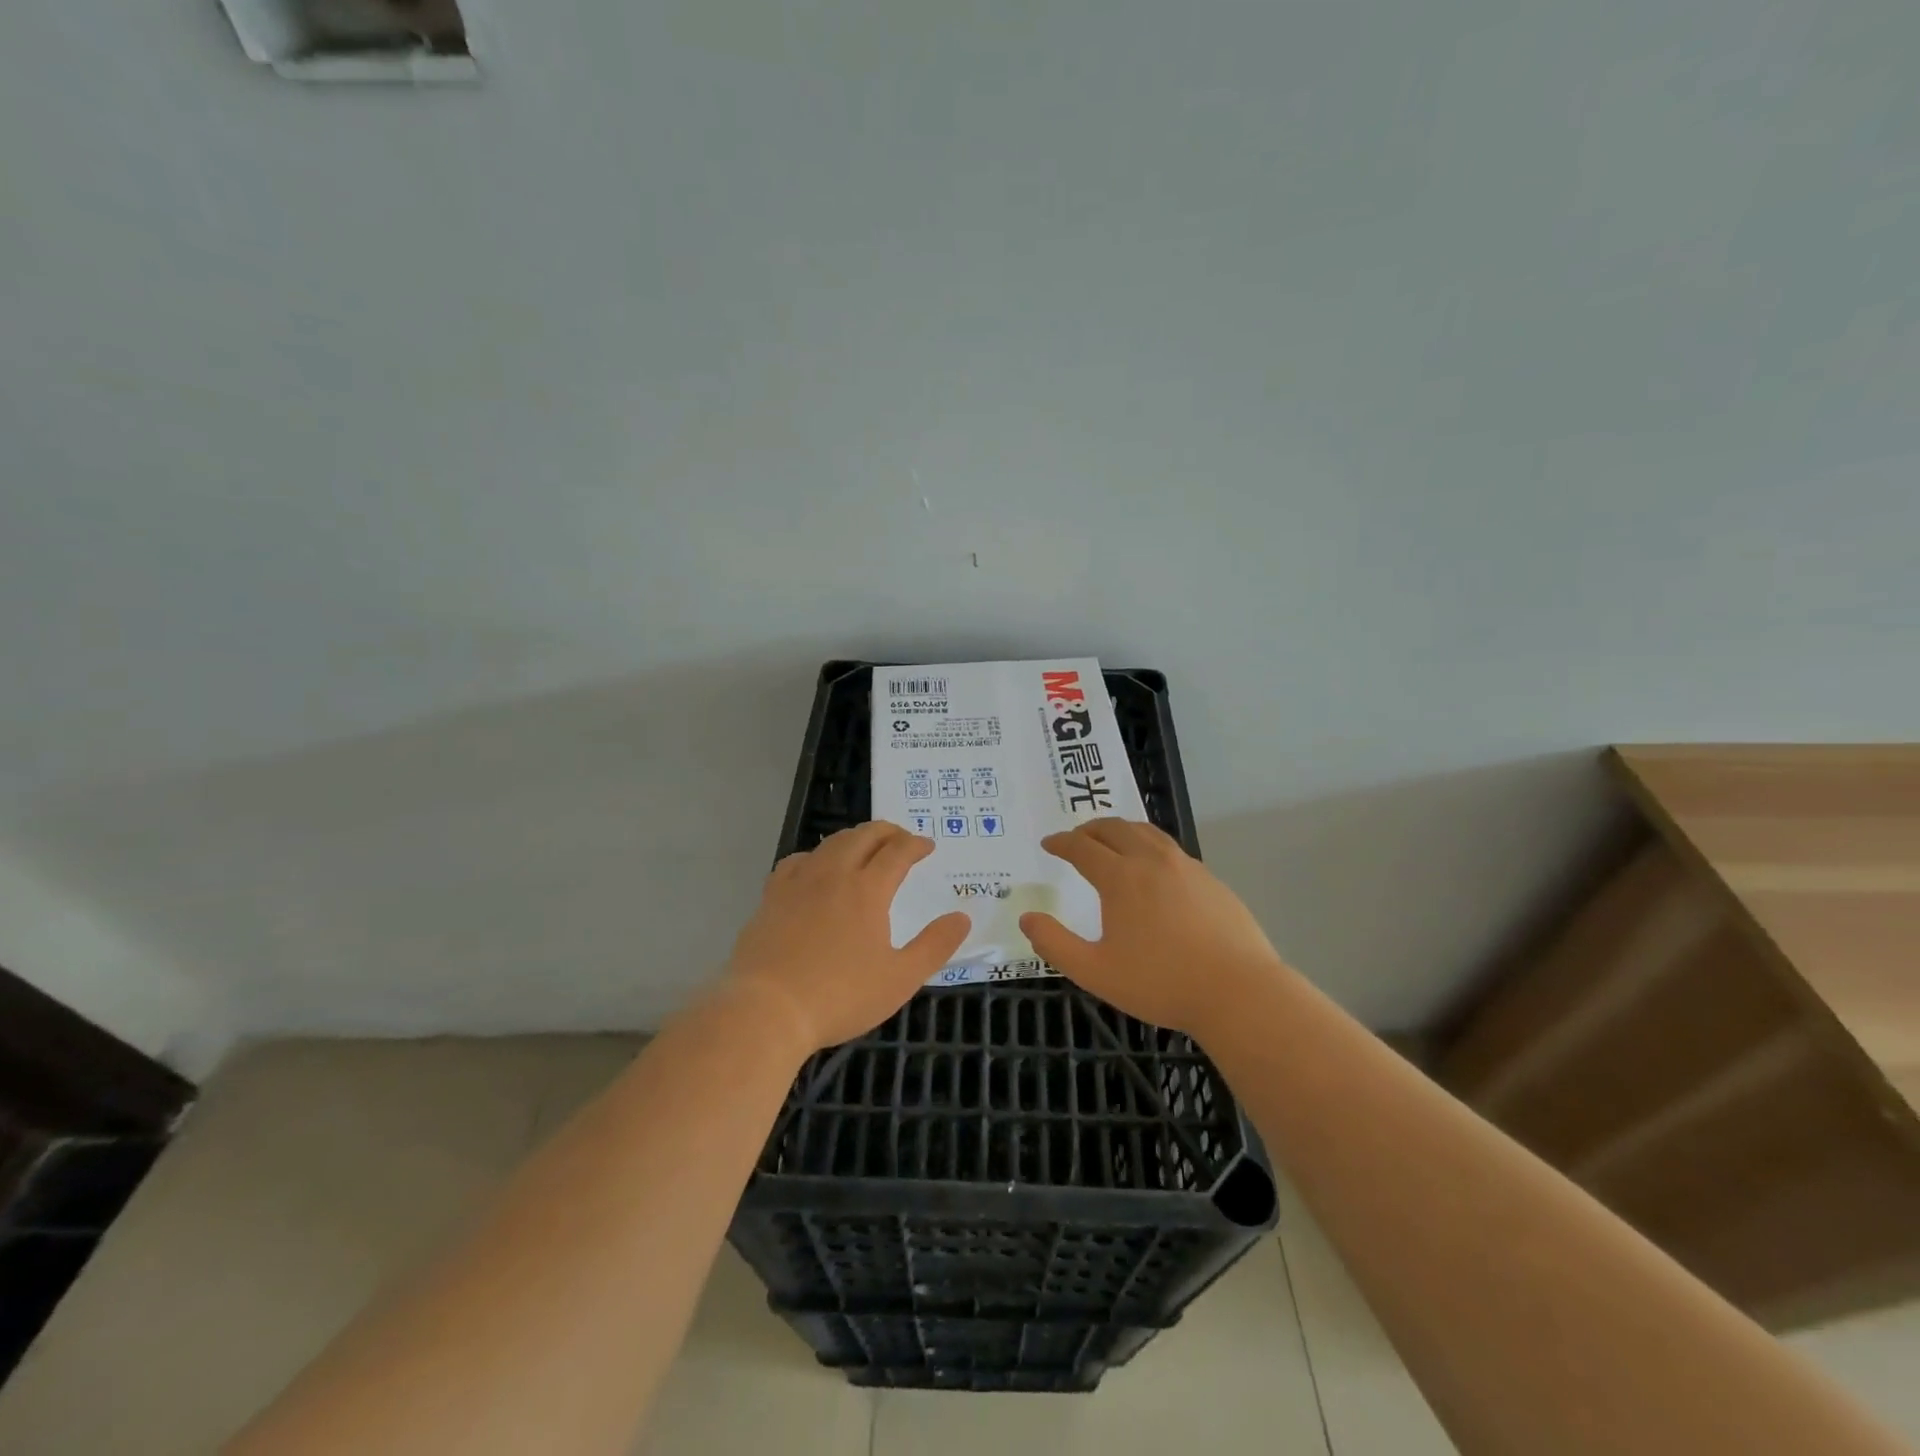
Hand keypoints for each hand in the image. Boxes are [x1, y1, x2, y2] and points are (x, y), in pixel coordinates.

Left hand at [724, 821, 970, 1054]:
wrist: (767, 1009)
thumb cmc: (840, 996)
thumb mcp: (900, 979)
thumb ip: (935, 945)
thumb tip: (962, 917)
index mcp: (867, 889)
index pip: (898, 852)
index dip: (916, 844)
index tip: (928, 846)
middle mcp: (833, 874)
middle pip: (863, 837)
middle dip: (887, 831)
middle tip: (901, 838)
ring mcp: (798, 882)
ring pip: (830, 844)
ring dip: (854, 838)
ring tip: (864, 847)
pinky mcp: (771, 897)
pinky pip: (796, 861)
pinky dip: (815, 856)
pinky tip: (815, 869)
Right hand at [1019, 818, 1283, 1036]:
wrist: (1238, 992)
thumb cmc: (1161, 983)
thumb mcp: (1095, 972)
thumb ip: (1055, 944)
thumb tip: (1027, 918)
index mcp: (1121, 877)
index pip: (1082, 847)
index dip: (1061, 842)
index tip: (1048, 843)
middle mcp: (1152, 860)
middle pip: (1115, 828)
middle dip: (1089, 829)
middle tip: (1075, 838)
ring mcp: (1186, 867)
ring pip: (1146, 832)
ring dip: (1121, 830)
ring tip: (1111, 841)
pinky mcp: (1211, 879)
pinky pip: (1170, 849)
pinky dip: (1149, 845)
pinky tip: (1152, 868)